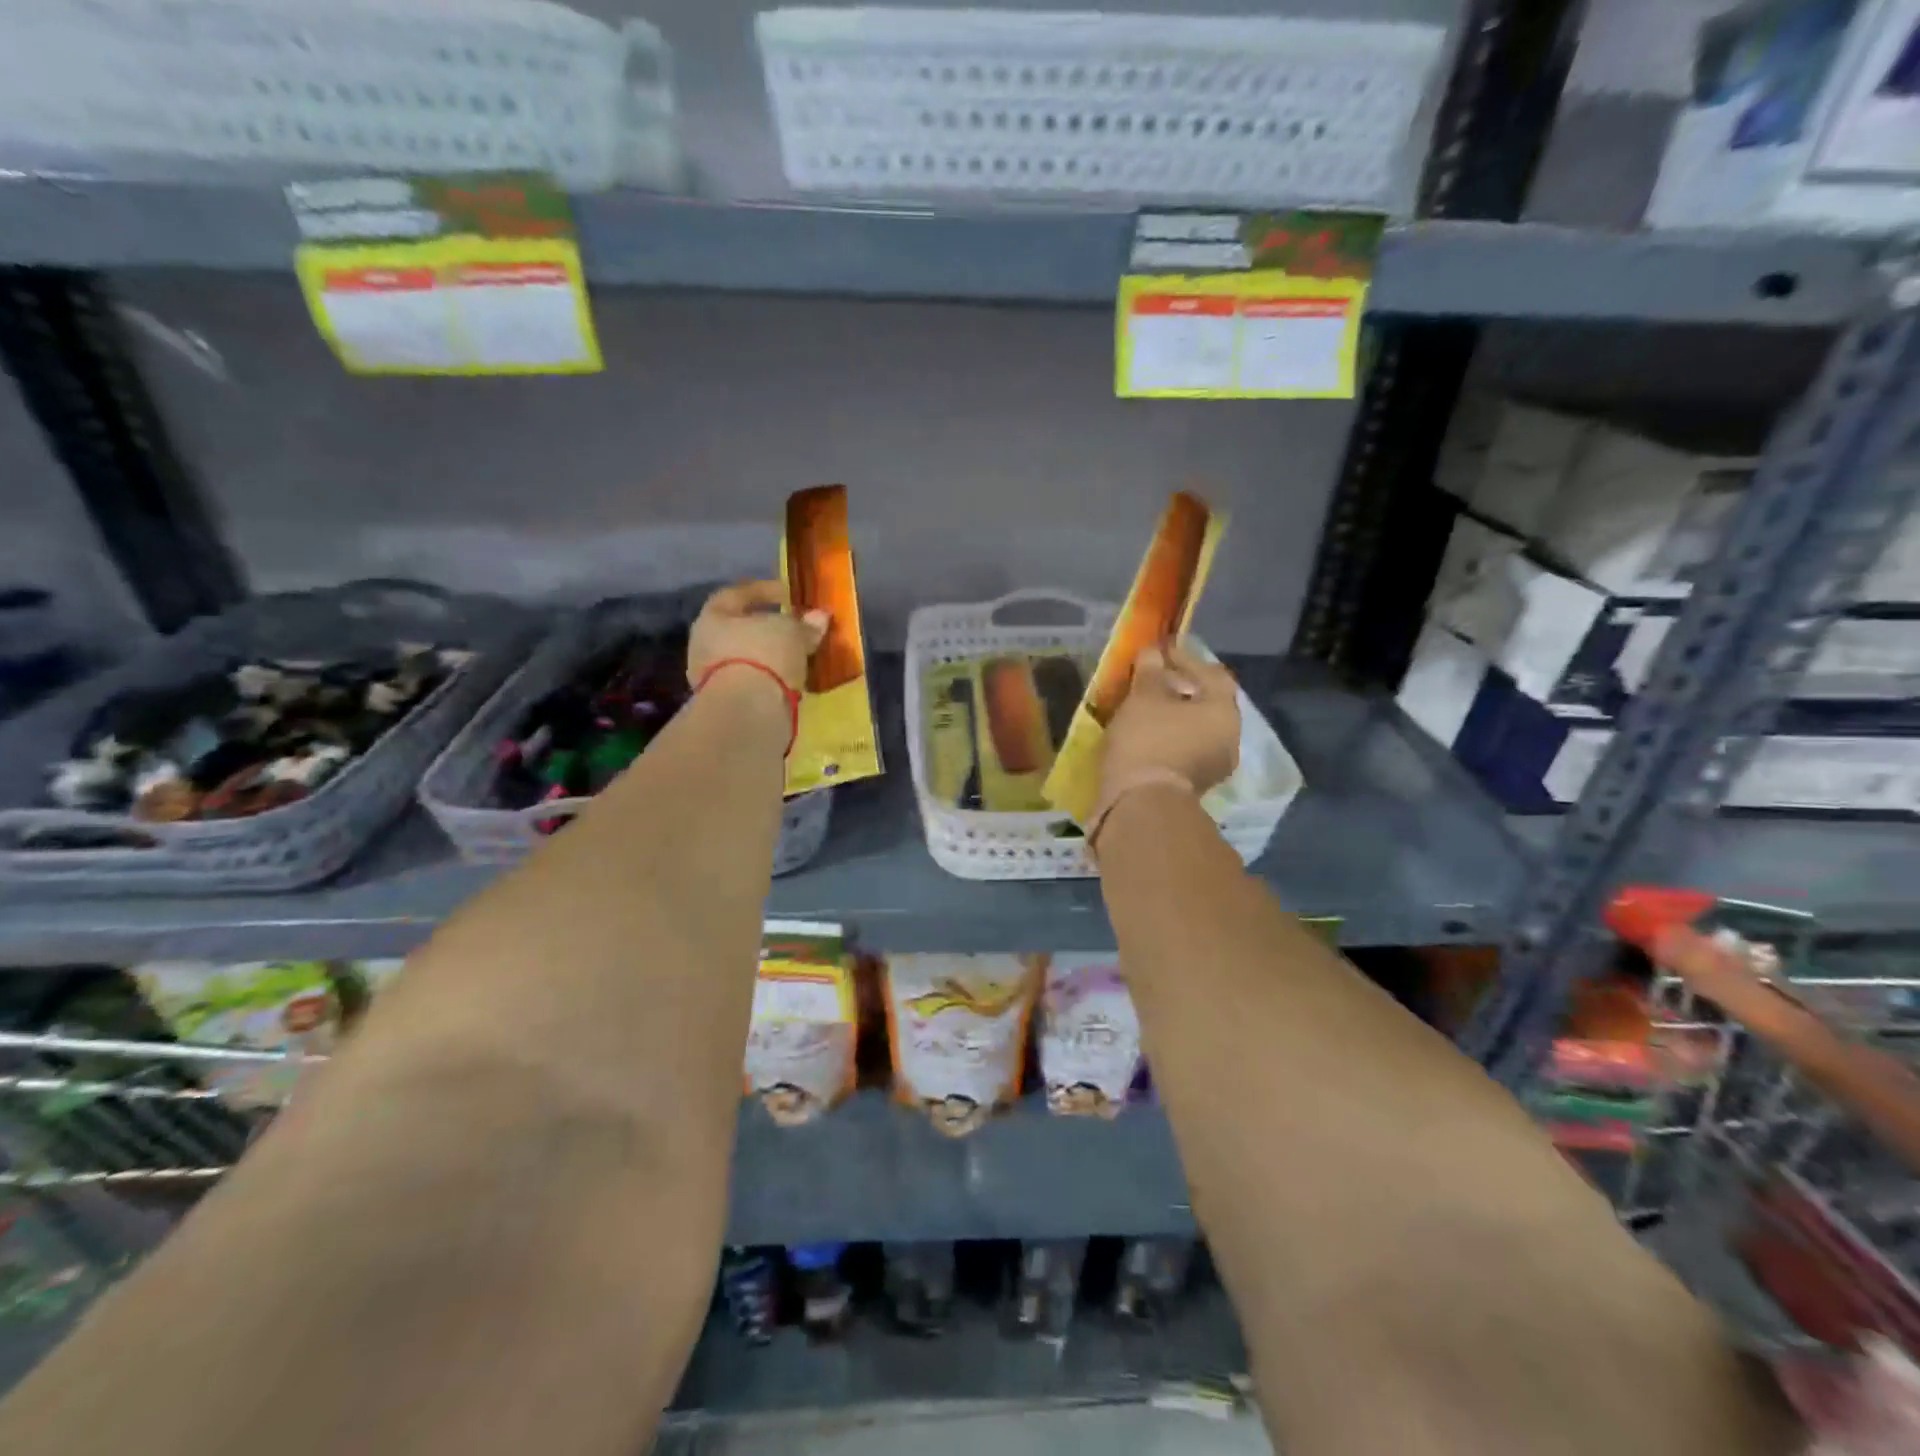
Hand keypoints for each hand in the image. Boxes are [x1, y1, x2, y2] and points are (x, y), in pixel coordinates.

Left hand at [687, 580, 828, 696]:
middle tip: (795, 629)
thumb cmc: (764, 655)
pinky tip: (791, 681)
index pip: (736, 595)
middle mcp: (705, 645)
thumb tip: (819, 617)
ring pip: (746, 659)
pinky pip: (752, 684)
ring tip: (798, 658)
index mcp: (712, 617)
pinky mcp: (727, 704)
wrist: (748, 711)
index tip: (789, 593)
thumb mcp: (792, 632)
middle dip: (767, 628)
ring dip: (770, 658)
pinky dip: (771, 680)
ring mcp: (712, 678)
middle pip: (739, 630)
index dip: (764, 590)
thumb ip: (805, 624)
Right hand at [1100, 642, 1239, 798]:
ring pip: (1196, 729)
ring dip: (1174, 715)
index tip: (1162, 651)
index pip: (1212, 673)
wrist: (1141, 804)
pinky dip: (1169, 737)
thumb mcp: (1144, 697)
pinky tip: (1146, 732)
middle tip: (1155, 678)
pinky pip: (1185, 749)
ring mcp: (1214, 766)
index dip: (1187, 658)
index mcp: (1224, 712)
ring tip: (1147, 706)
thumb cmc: (1148, 740)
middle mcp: (1229, 738)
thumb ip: (1151, 671)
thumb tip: (1154, 653)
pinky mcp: (1194, 785)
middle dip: (1182, 688)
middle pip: (1207, 703)